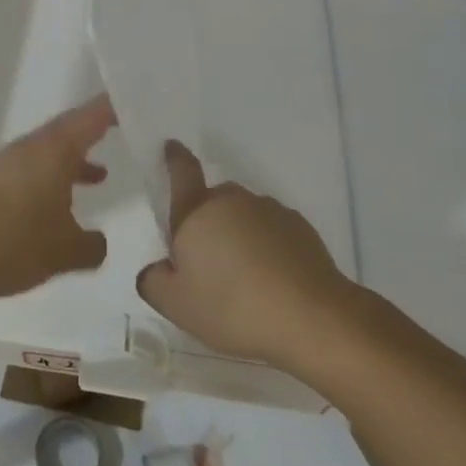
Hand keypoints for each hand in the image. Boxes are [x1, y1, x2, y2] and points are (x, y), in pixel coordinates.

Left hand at [0, 95, 113, 300]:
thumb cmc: (9, 241)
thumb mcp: (63, 252)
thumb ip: (91, 246)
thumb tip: (99, 241)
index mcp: (55, 150)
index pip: (92, 116)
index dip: (115, 108)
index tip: (136, 101)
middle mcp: (31, 148)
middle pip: (69, 130)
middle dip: (96, 131)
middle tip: (125, 131)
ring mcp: (6, 164)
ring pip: (50, 153)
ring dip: (74, 160)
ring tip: (101, 174)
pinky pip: (32, 171)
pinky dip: (52, 179)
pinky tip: (56, 207)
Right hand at [137, 141, 352, 366]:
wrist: (312, 319)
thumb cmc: (233, 308)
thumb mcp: (177, 306)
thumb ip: (154, 281)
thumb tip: (156, 268)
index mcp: (197, 211)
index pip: (182, 172)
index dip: (174, 158)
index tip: (172, 147)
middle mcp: (233, 200)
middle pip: (212, 201)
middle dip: (207, 222)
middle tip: (208, 264)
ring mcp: (270, 211)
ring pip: (244, 216)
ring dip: (239, 236)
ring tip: (245, 281)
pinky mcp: (300, 228)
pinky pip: (273, 231)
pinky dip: (268, 247)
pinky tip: (273, 282)